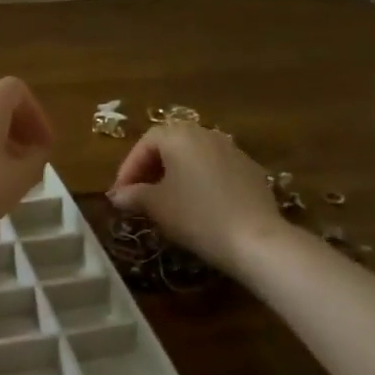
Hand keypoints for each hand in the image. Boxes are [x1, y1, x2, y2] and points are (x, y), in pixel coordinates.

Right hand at [108, 123, 292, 273]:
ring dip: (176, 174)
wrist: (256, 240)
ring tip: (166, 201)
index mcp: (179, 136)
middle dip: (151, 169)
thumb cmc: (196, 216)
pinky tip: (199, 207)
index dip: (128, 168)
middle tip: (139, 195)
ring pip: (194, 157)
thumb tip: (118, 195)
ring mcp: (233, 151)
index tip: (120, 194)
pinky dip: (200, 182)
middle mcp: (206, 134)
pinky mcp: (251, 171)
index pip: (145, 143)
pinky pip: (216, 170)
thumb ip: (133, 195)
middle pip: (170, 145)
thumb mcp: (156, 206)